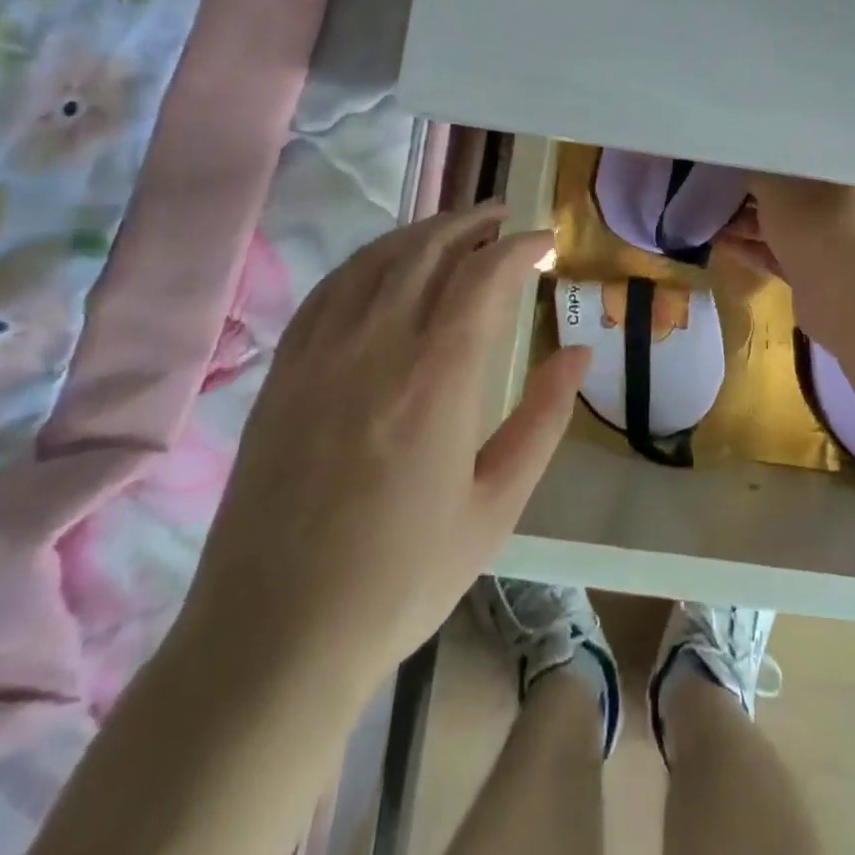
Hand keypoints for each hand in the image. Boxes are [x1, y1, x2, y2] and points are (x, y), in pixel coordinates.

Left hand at [176, 204, 589, 704]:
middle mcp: (377, 346)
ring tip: (453, 228)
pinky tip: (384, 265)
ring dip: (421, 232)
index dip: (520, 247)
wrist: (274, 638)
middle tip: (503, 217)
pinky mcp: (284, 372)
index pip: (485, 276)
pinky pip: (329, 290)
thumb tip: (579, 352)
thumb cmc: (401, 579)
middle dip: (472, 223)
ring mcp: (321, 354)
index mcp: (437, 378)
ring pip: (377, 260)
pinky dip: (367, 261)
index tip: (545, 242)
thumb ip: (543, 419)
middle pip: (428, 250)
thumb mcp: (496, 508)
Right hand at [717, 173, 854, 277]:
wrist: (839, 292)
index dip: (763, 160)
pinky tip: (719, 243)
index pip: (795, 161)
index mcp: (832, 178)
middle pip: (784, 195)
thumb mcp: (773, 186)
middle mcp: (832, 207)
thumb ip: (754, 174)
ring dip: (745, 223)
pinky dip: (750, 248)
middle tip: (715, 190)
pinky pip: (774, 254)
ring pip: (777, 226)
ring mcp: (822, 242)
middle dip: (749, 194)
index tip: (733, 162)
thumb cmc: (809, 223)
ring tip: (708, 217)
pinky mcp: (810, 272)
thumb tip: (741, 169)